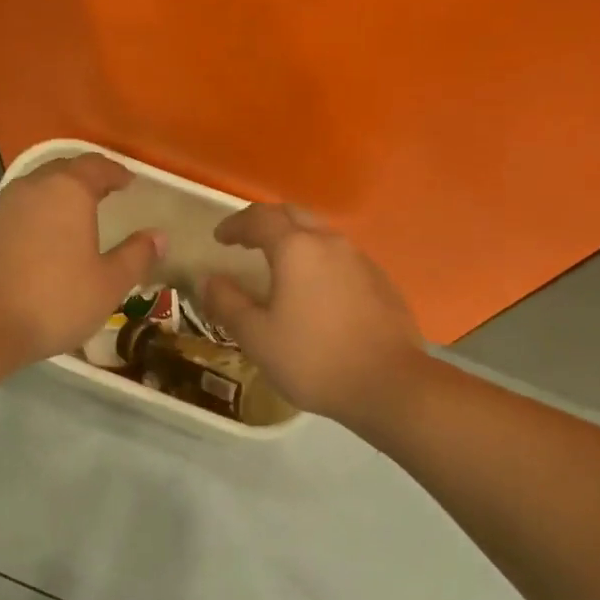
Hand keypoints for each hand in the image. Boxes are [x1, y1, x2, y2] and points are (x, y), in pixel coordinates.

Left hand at [0, 154, 163, 365]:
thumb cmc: (53, 300)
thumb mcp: (108, 284)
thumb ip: (136, 256)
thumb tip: (159, 236)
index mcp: (68, 191)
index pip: (97, 166)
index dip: (115, 172)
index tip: (128, 182)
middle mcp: (31, 188)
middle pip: (62, 171)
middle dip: (84, 178)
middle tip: (102, 193)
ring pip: (34, 190)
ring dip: (55, 198)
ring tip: (71, 218)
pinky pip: (14, 214)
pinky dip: (32, 219)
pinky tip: (38, 243)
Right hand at [199, 204, 422, 419]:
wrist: (389, 384)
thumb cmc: (313, 359)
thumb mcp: (257, 337)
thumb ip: (228, 303)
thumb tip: (210, 280)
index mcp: (296, 249)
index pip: (259, 219)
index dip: (235, 224)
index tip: (220, 238)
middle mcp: (330, 243)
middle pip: (294, 215)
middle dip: (267, 222)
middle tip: (247, 240)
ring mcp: (360, 260)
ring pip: (321, 235)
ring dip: (296, 240)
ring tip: (279, 264)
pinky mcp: (381, 281)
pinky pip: (341, 258)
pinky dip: (319, 261)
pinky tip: (316, 290)